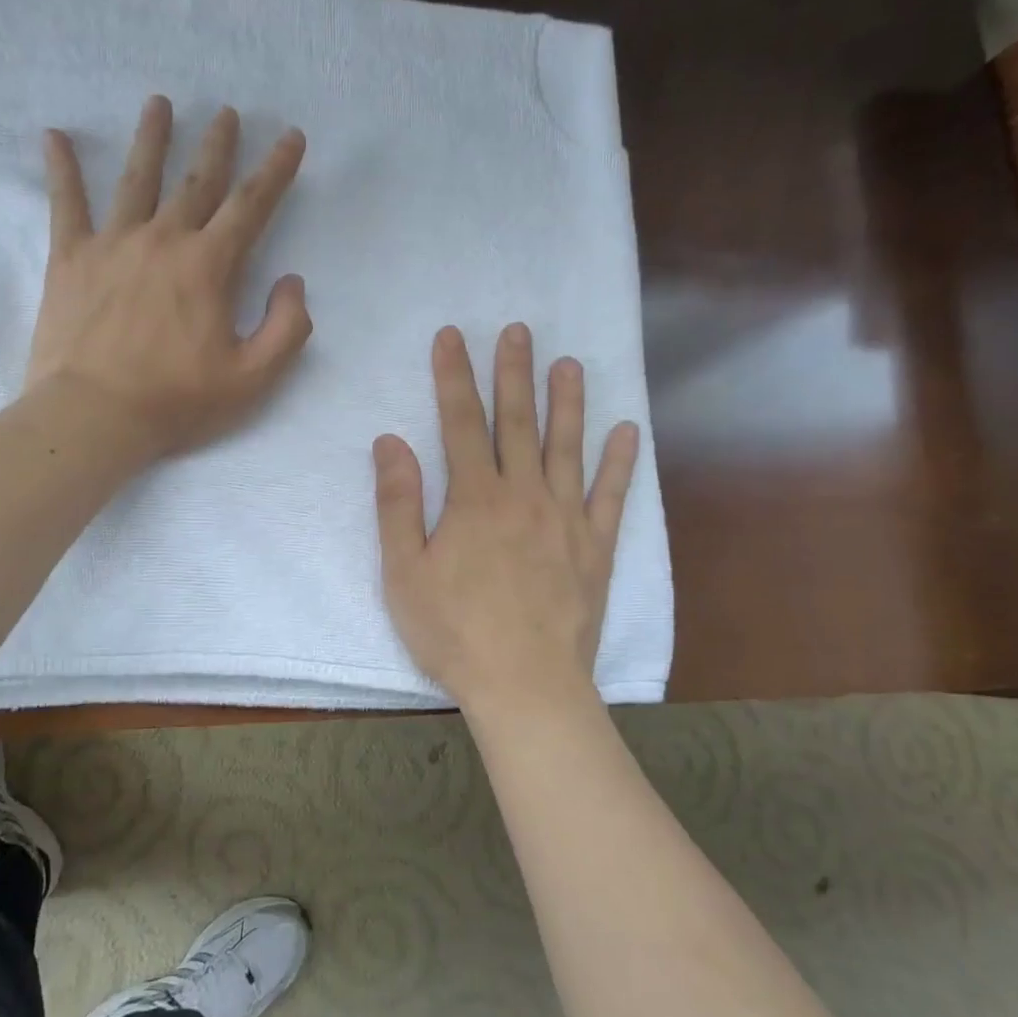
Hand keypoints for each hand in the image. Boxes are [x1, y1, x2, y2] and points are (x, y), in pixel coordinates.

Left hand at [26, 96, 311, 459]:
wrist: (95, 416)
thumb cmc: (177, 401)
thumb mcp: (253, 378)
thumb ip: (287, 328)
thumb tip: (292, 282)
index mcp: (209, 266)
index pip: (251, 205)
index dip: (276, 169)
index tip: (290, 136)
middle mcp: (163, 240)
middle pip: (196, 180)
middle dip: (217, 143)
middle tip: (226, 111)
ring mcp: (113, 244)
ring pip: (137, 179)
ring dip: (151, 138)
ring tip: (159, 103)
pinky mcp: (70, 259)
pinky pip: (65, 204)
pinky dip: (61, 169)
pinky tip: (54, 137)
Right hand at [374, 324, 639, 714]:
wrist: (525, 685)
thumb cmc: (454, 631)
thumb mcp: (403, 572)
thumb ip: (397, 503)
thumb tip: (391, 441)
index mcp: (474, 499)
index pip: (460, 423)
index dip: (454, 376)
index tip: (452, 336)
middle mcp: (523, 495)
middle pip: (517, 422)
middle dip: (514, 373)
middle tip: (519, 330)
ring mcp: (566, 519)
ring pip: (566, 447)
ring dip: (567, 402)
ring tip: (569, 363)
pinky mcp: (596, 548)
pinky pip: (611, 495)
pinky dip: (620, 462)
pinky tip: (626, 431)